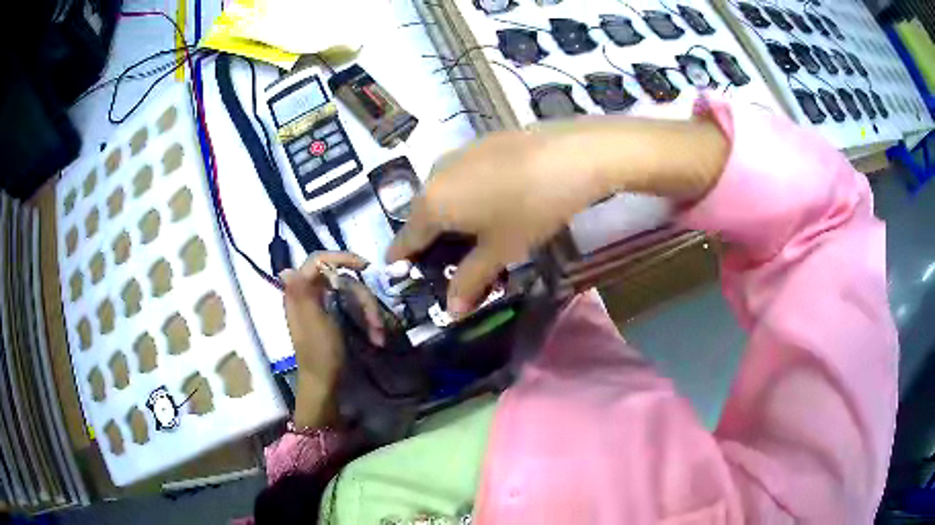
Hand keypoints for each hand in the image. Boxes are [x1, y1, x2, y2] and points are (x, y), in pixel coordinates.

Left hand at [281, 252, 384, 428]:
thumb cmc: (320, 354)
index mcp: (301, 292)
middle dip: (363, 299)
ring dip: (368, 313)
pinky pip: (353, 308)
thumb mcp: (314, 322)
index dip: (341, 257)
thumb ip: (301, 293)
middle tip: (377, 320)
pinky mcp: (334, 317)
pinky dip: (366, 321)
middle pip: (343, 280)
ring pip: (352, 295)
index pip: (318, 261)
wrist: (325, 385)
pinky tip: (376, 337)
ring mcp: (323, 306)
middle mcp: (310, 295)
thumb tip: (285, 268)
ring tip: (379, 334)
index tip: (365, 267)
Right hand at [387, 116, 727, 312]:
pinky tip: (495, 200)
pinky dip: (468, 193)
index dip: (402, 257)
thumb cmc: (530, 209)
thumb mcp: (500, 250)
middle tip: (448, 260)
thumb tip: (452, 311)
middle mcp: (436, 174)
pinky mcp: (482, 142)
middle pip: (424, 214)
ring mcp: (459, 153)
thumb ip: (470, 280)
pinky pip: (463, 174)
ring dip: (451, 215)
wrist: (572, 154)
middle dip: (431, 239)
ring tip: (475, 233)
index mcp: (431, 204)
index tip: (399, 269)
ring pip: (444, 191)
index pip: (406, 238)